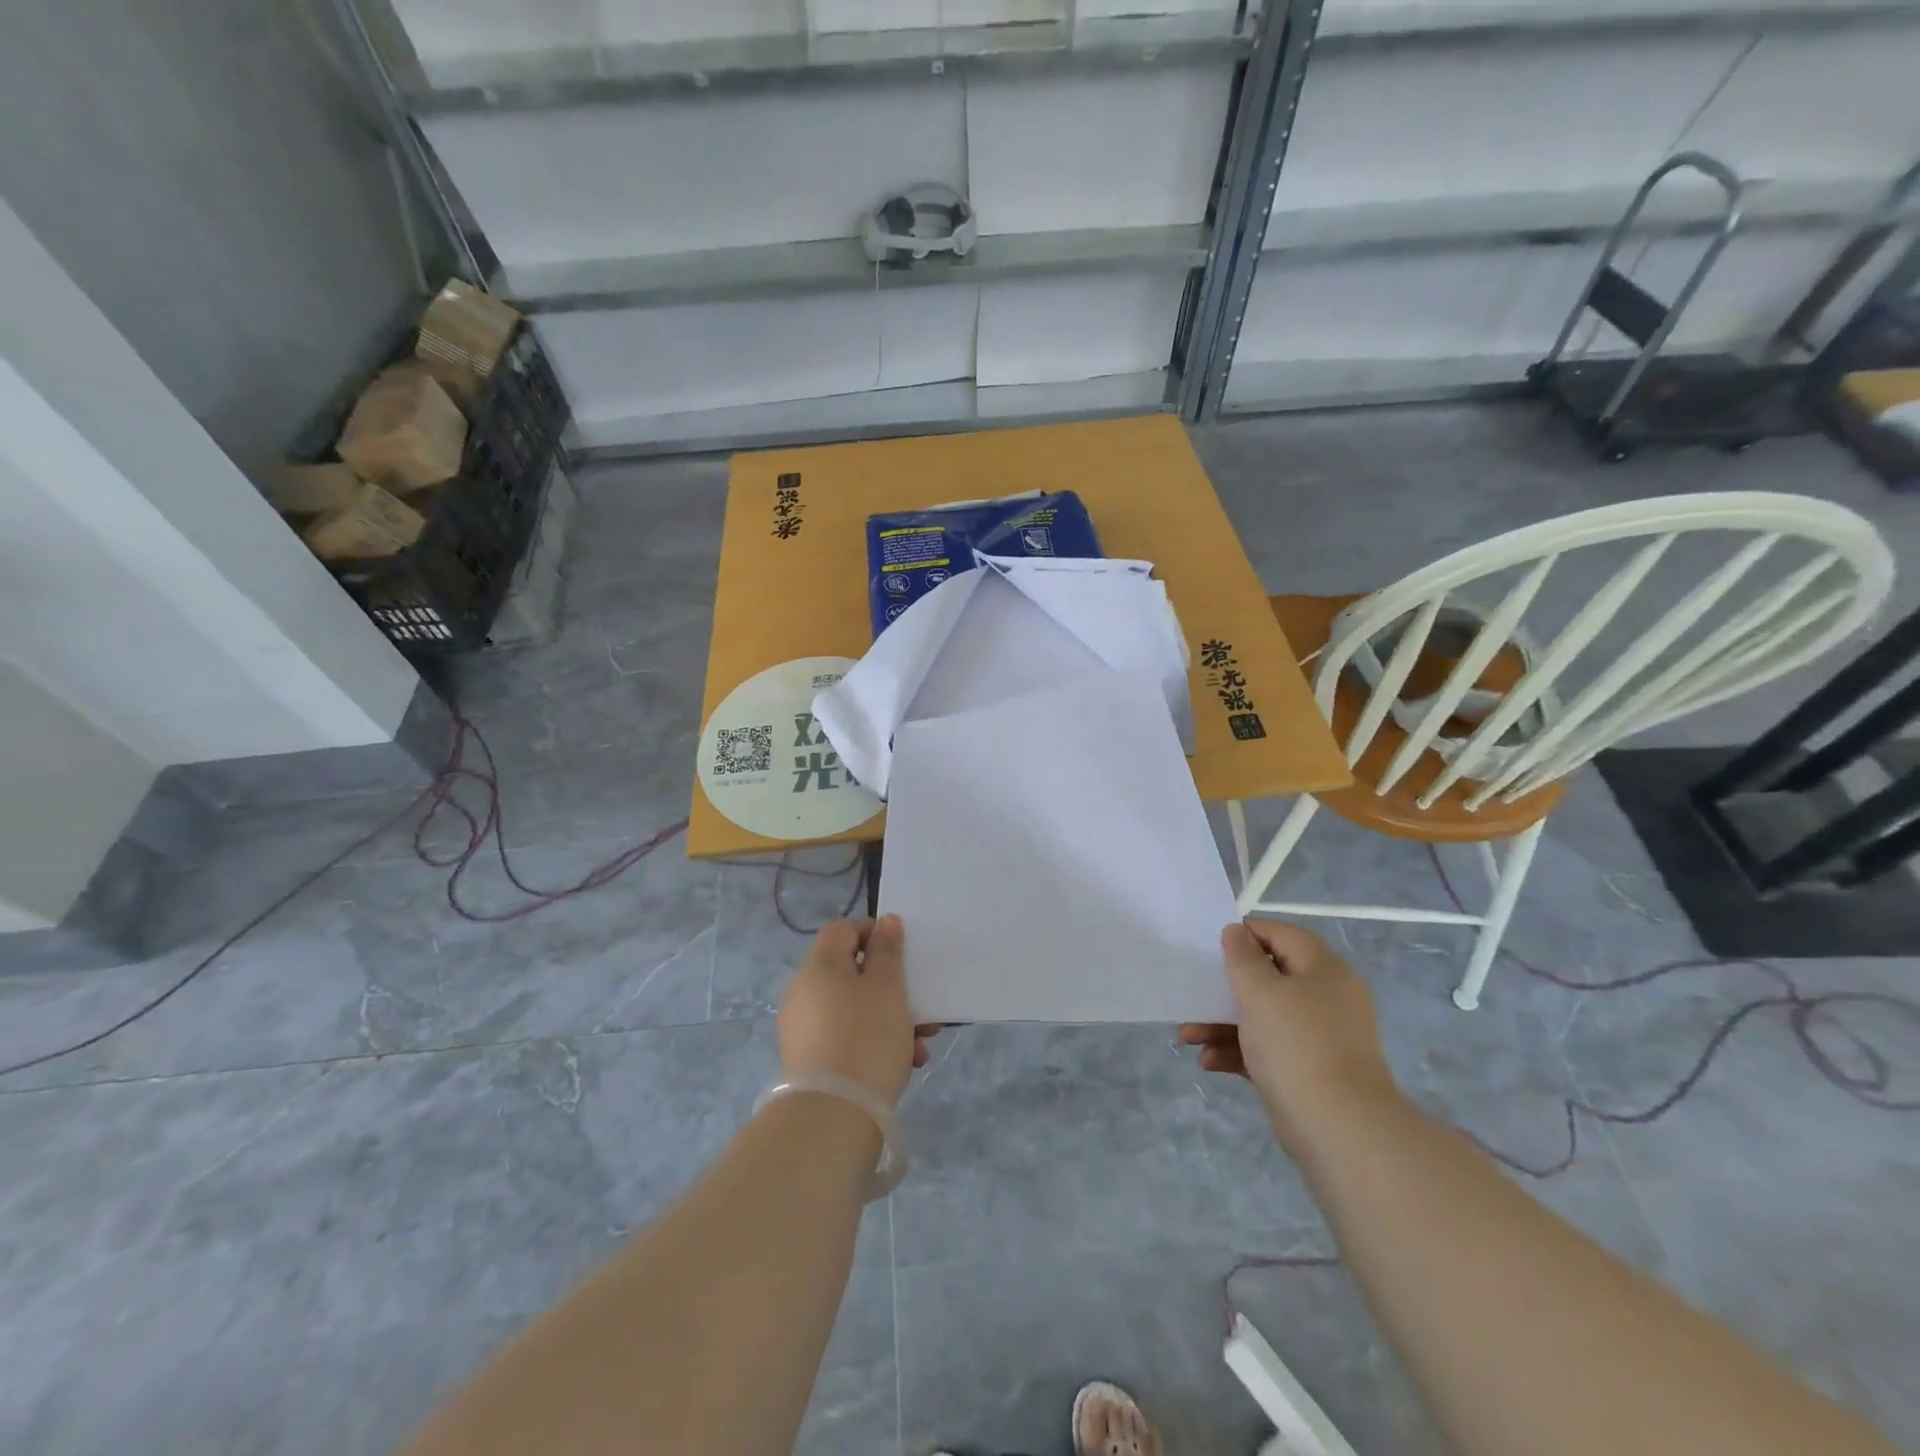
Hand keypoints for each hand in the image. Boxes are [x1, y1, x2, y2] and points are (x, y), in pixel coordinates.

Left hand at [777, 916, 939, 1104]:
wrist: (833, 1116)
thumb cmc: (866, 1037)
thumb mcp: (887, 987)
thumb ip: (887, 951)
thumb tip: (885, 922)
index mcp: (818, 967)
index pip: (842, 930)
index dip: (873, 932)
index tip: (903, 951)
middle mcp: (803, 993)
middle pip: (851, 973)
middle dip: (891, 986)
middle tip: (921, 1005)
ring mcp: (803, 1029)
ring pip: (854, 1008)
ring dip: (890, 1018)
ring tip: (921, 1043)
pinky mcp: (810, 1061)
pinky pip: (846, 1037)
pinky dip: (874, 1041)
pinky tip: (905, 1064)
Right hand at [1180, 919, 1400, 1155]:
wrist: (1340, 1129)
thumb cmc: (1297, 1045)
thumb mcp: (1261, 992)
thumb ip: (1243, 958)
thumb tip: (1236, 932)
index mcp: (1323, 970)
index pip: (1282, 934)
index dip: (1247, 933)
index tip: (1211, 944)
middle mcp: (1325, 999)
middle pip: (1269, 978)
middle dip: (1225, 987)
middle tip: (1194, 992)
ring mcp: (1318, 1038)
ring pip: (1263, 1017)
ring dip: (1222, 1023)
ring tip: (1187, 1036)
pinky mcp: (1307, 1072)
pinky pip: (1266, 1050)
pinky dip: (1237, 1052)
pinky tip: (1208, 1062)